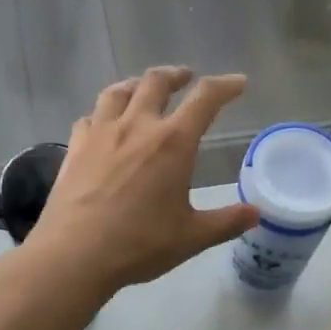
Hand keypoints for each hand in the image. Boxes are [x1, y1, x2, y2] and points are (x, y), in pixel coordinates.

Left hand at [31, 67, 258, 290]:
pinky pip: (90, 117)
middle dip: (175, 75)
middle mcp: (137, 126)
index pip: (205, 99)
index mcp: (172, 143)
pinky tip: (103, 125)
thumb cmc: (139, 244)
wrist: (75, 254)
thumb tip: (256, 213)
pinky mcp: (75, 148)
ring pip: (118, 91)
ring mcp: (101, 133)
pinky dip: (103, 114)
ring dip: (137, 84)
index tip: (237, 83)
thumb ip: (226, 222)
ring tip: (143, 90)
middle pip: (156, 82)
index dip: (225, 86)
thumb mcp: (191, 237)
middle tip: (185, 78)